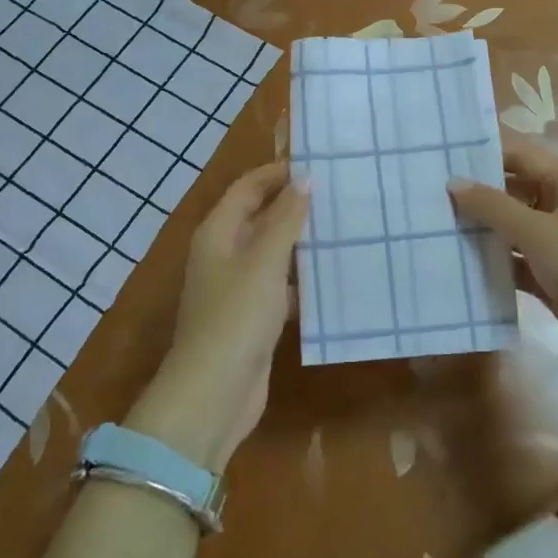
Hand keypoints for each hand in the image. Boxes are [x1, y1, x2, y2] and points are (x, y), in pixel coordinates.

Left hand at [127, 162, 307, 473]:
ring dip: (301, 240)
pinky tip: (334, 275)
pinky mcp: (253, 315)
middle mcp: (225, 253)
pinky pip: (280, 283)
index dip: (278, 173)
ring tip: (343, 226)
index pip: (248, 187)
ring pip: (273, 250)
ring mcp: (238, 286)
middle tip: (338, 192)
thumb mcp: (264, 261)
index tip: (318, 163)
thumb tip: (304, 180)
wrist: (214, 393)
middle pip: (260, 216)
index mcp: (218, 232)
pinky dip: (302, 277)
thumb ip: (285, 219)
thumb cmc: (236, 316)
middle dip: (294, 204)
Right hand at [449, 140, 557, 343]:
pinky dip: (495, 259)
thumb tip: (453, 182)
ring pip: (513, 225)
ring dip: (483, 228)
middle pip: (514, 189)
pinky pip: (517, 257)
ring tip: (438, 223)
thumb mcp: (537, 231)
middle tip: (433, 191)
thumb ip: (492, 206)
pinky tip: (461, 260)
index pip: (521, 155)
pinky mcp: (553, 272)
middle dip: (478, 193)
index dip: (485, 153)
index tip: (446, 154)